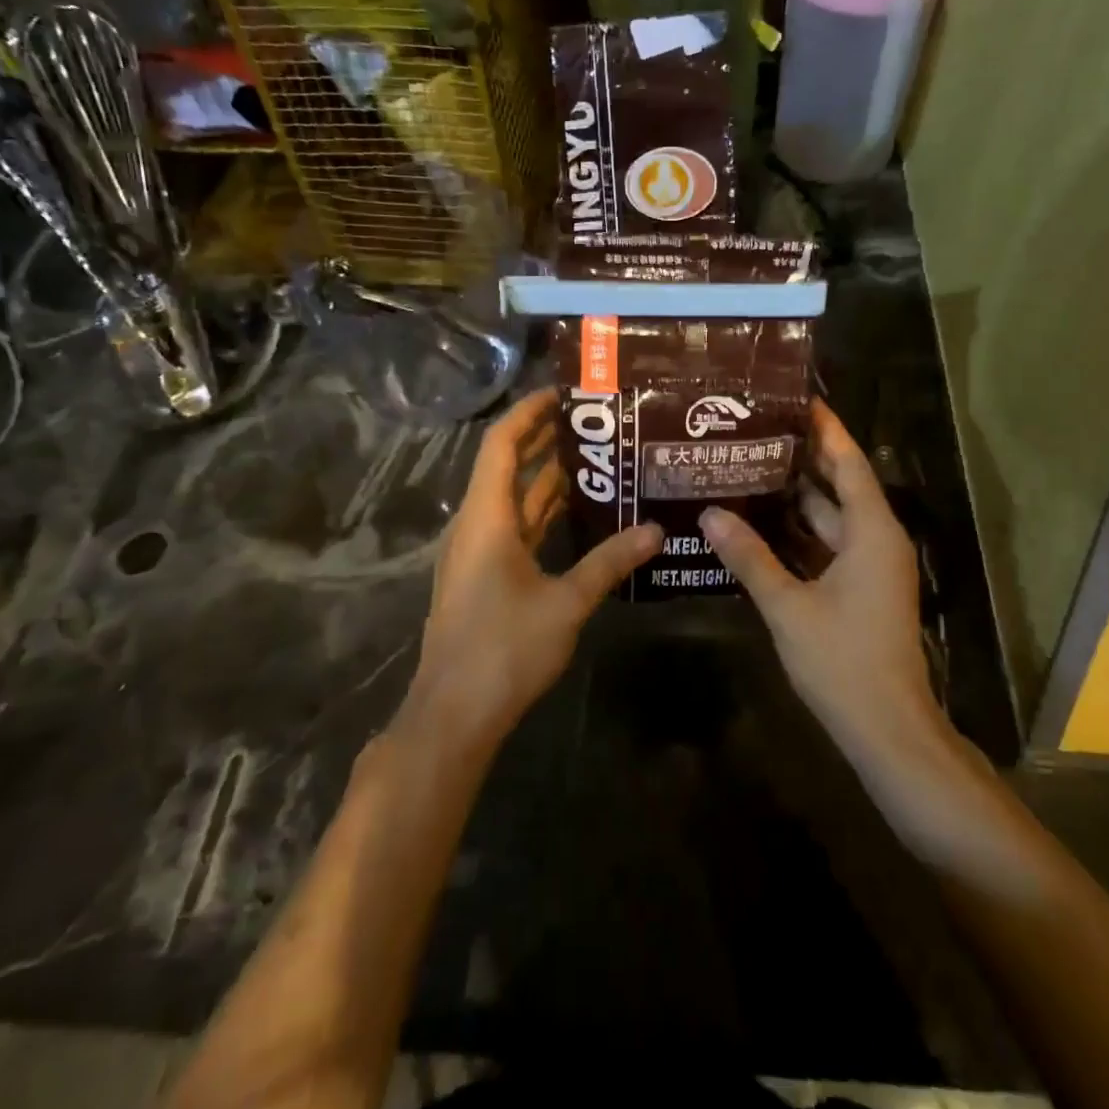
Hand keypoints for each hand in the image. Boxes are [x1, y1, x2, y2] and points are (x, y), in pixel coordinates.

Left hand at [407, 388, 660, 748]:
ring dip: (544, 478)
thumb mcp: (566, 603)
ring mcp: (476, 554)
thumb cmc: (504, 649)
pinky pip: (513, 529)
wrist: (453, 715)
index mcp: (486, 518)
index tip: (562, 393)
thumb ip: (610, 562)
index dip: (528, 413)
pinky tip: (575, 515)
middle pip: (506, 467)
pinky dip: (541, 514)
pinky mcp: (482, 578)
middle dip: (542, 440)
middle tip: (590, 421)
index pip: (502, 444)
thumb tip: (655, 530)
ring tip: (592, 458)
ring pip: (511, 501)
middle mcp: (475, 526)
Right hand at [700, 400, 941, 760]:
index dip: (826, 430)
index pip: (848, 463)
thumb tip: (710, 514)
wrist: (888, 730)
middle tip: (758, 430)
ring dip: (797, 496)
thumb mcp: (789, 607)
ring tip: (751, 467)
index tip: (797, 399)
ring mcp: (872, 567)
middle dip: (803, 458)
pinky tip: (762, 523)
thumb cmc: (844, 662)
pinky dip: (800, 532)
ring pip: (832, 518)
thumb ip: (749, 558)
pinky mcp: (862, 589)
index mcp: (871, 532)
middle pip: (840, 485)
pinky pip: (829, 545)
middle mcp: (877, 540)